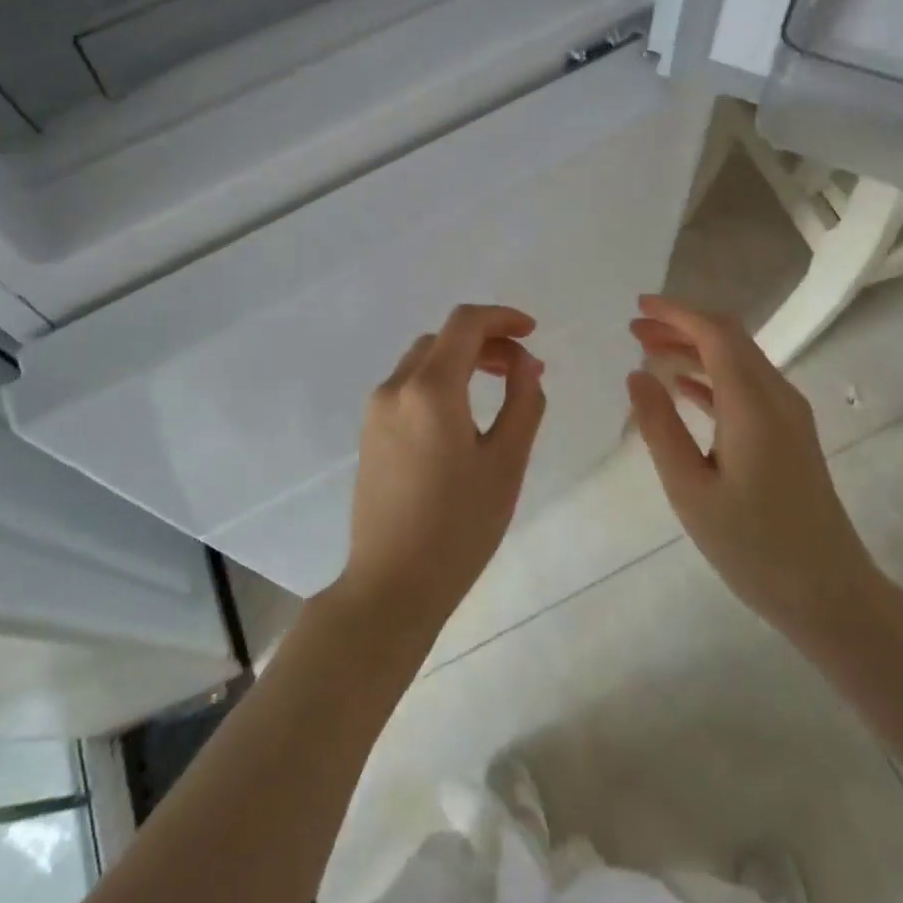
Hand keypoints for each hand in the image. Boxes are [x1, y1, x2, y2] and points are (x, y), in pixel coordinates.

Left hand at [335, 305, 547, 635]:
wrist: (392, 584)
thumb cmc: (459, 526)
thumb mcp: (506, 463)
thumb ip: (523, 402)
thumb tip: (527, 364)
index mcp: (430, 389)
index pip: (465, 323)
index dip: (502, 318)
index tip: (533, 333)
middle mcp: (395, 387)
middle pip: (443, 338)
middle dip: (486, 341)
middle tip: (522, 369)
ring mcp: (376, 410)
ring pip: (422, 360)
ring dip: (461, 359)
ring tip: (497, 388)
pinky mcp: (369, 433)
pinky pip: (407, 386)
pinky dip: (439, 380)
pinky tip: (462, 414)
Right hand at [627, 294, 883, 659]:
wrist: (831, 594)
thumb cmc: (754, 547)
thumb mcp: (690, 490)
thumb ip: (660, 428)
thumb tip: (637, 375)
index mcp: (753, 405)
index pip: (715, 334)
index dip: (676, 313)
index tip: (638, 306)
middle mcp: (776, 397)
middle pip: (729, 339)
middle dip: (681, 326)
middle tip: (634, 330)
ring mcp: (788, 415)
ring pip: (738, 360)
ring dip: (694, 349)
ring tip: (648, 352)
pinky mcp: (789, 434)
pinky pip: (746, 387)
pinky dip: (711, 376)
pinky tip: (681, 388)